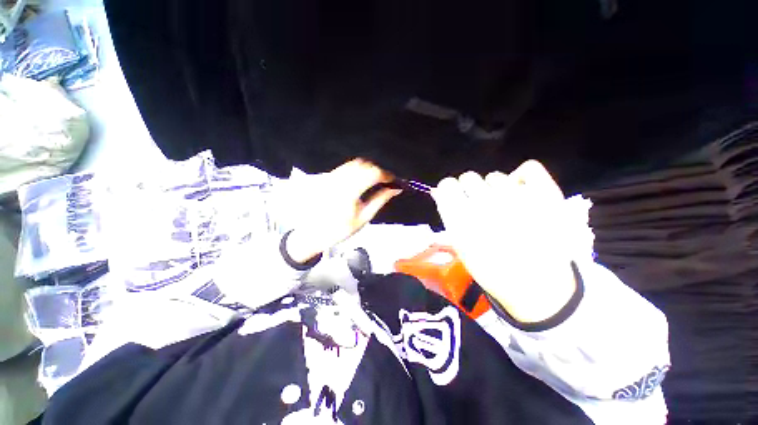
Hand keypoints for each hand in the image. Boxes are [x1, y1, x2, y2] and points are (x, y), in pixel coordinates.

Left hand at [285, 160, 400, 262]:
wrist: (313, 233)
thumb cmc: (340, 229)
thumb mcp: (364, 217)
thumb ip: (380, 200)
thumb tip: (395, 189)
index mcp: (349, 191)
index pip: (372, 173)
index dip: (386, 174)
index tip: (394, 180)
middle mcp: (339, 179)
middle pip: (364, 164)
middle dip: (377, 170)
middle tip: (385, 181)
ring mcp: (331, 176)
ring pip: (354, 163)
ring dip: (367, 168)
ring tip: (374, 180)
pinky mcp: (326, 177)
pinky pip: (345, 167)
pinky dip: (357, 169)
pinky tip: (360, 180)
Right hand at [431, 161, 578, 323]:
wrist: (539, 286)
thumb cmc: (492, 269)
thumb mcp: (460, 245)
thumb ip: (449, 215)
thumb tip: (440, 192)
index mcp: (462, 219)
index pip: (447, 185)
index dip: (450, 190)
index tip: (455, 197)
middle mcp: (486, 204)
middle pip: (469, 177)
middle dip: (470, 190)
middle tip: (481, 207)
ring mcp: (518, 198)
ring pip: (495, 176)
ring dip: (495, 190)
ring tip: (505, 209)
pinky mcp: (546, 196)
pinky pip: (529, 169)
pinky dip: (523, 177)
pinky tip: (521, 193)